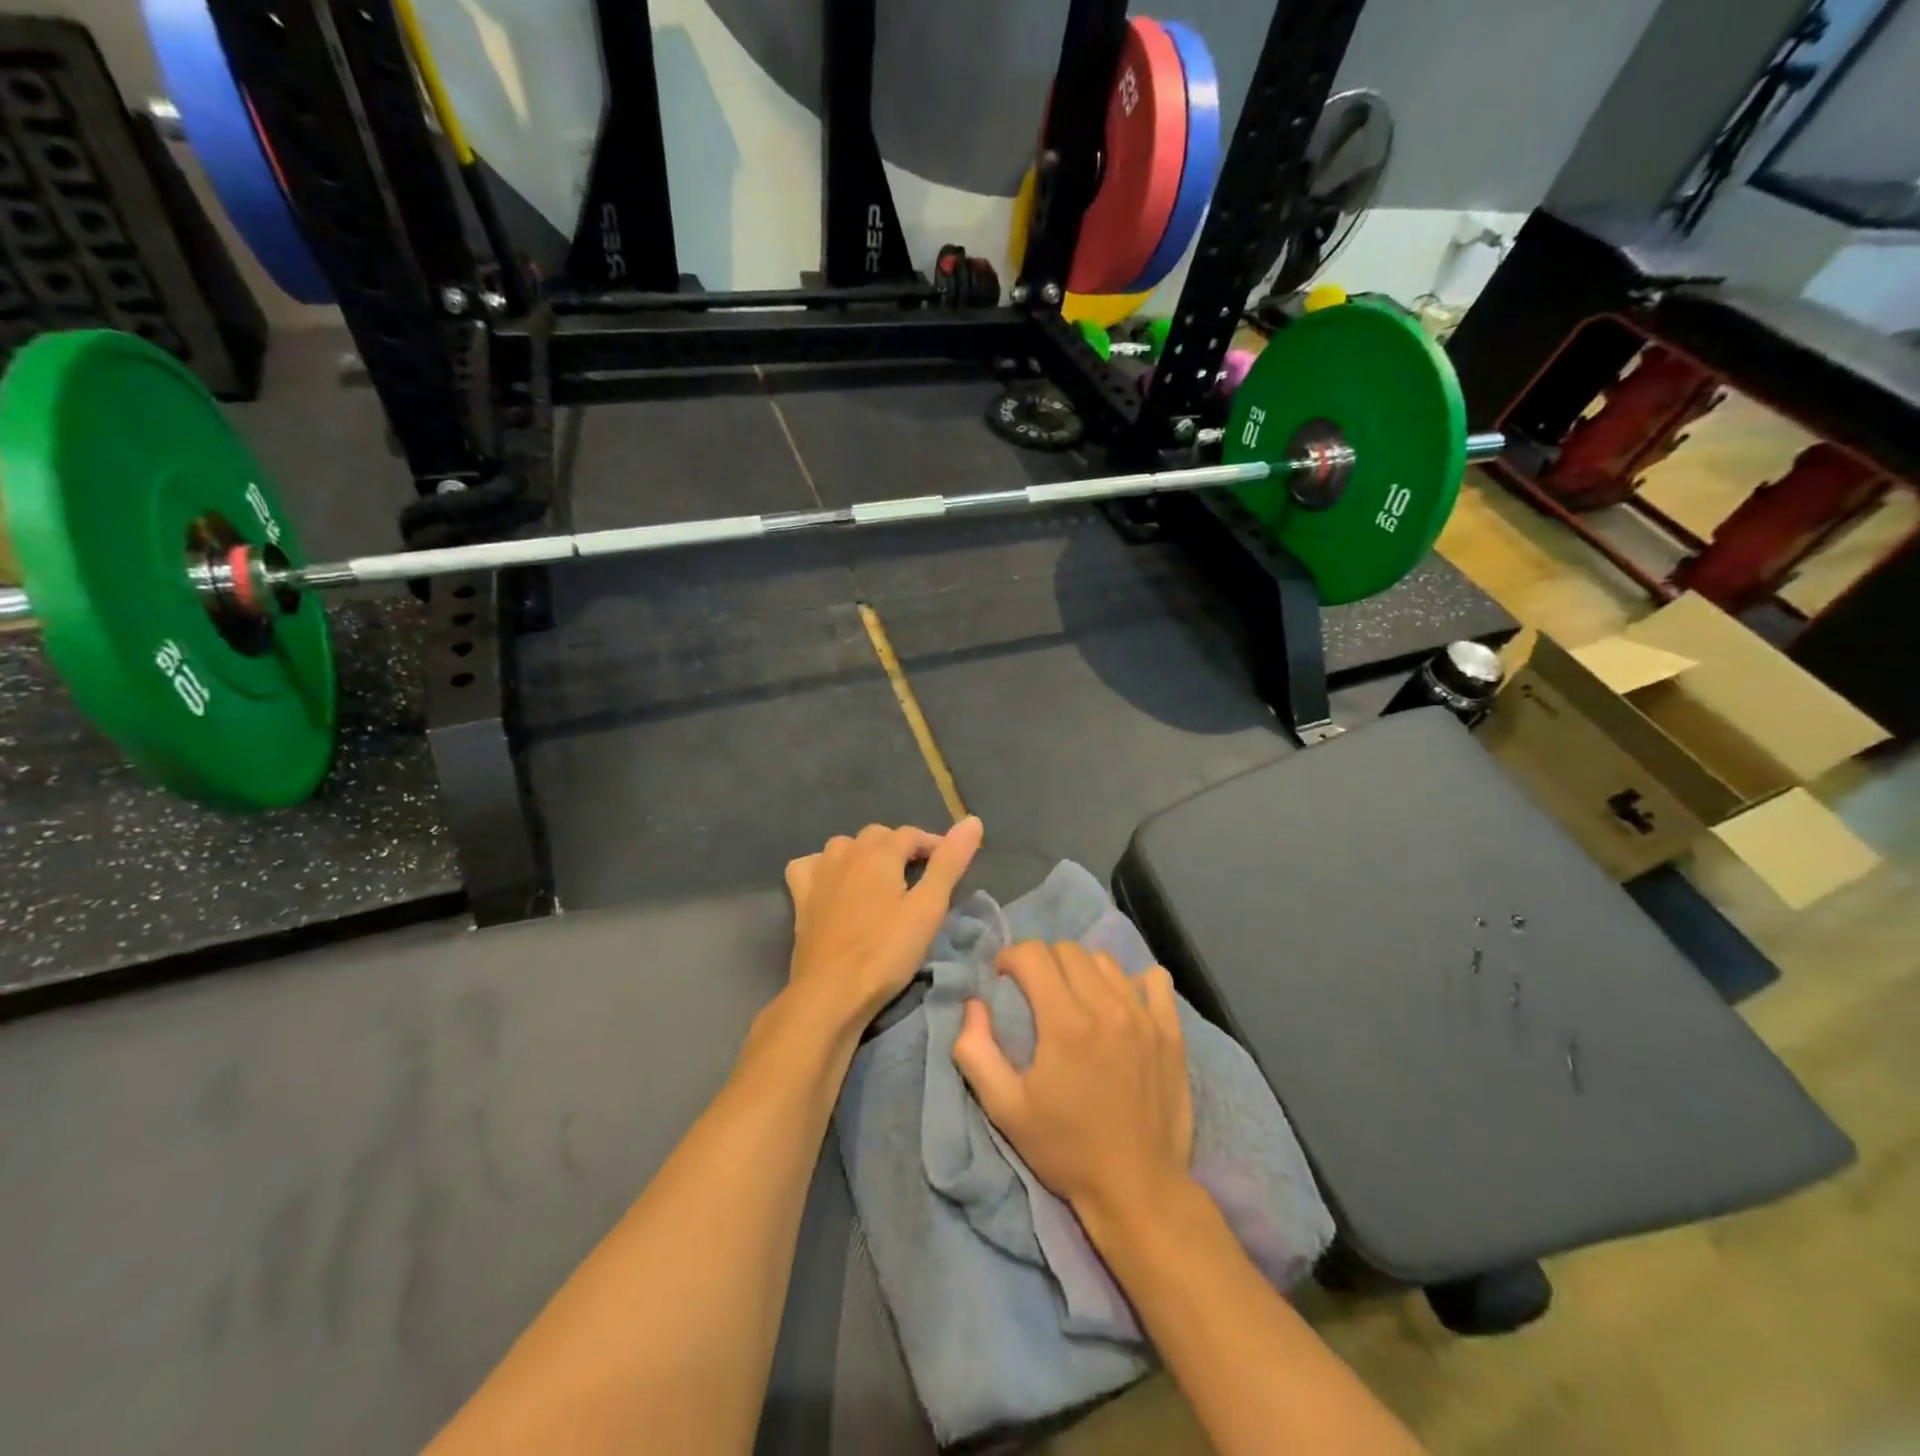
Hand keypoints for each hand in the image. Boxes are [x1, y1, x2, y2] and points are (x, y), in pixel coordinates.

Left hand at [783, 818, 983, 1027]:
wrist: (831, 993)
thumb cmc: (885, 952)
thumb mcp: (928, 909)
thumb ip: (949, 863)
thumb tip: (972, 821)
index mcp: (879, 852)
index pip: (912, 834)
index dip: (934, 845)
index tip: (950, 866)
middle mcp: (846, 853)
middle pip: (878, 836)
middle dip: (901, 848)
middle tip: (920, 878)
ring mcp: (818, 873)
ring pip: (845, 847)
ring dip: (865, 855)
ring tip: (882, 881)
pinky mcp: (801, 897)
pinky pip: (811, 866)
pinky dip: (824, 867)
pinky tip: (834, 884)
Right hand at [952, 941, 1192, 1225]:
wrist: (1137, 1189)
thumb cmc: (1065, 1149)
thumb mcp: (1005, 1109)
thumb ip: (976, 1051)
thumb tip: (973, 1005)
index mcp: (1065, 1022)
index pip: (1033, 954)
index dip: (1010, 958)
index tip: (1003, 980)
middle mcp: (1107, 1007)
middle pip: (1068, 950)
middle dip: (1042, 961)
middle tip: (1034, 992)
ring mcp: (1145, 1016)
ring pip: (1106, 962)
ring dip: (1082, 971)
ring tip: (1075, 999)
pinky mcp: (1171, 1031)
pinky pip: (1154, 980)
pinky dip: (1133, 982)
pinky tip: (1121, 1003)